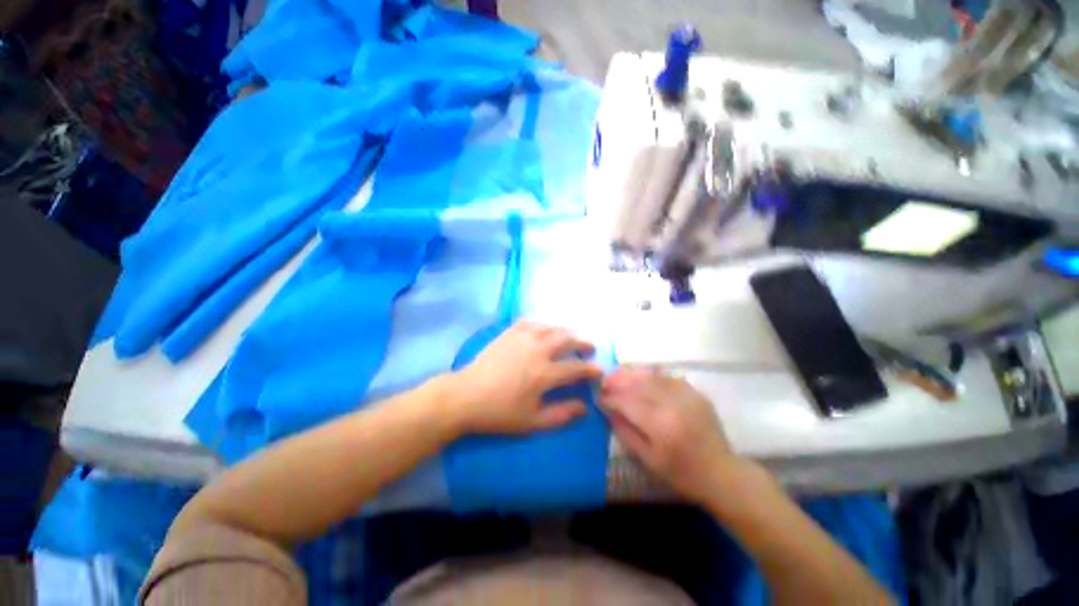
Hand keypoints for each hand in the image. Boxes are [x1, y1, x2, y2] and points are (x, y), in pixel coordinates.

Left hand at [448, 321, 602, 434]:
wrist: (465, 396)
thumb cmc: (499, 412)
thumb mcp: (532, 422)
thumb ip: (561, 414)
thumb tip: (585, 407)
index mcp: (544, 373)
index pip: (575, 368)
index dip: (591, 369)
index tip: (599, 370)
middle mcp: (537, 350)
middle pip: (567, 340)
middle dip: (582, 342)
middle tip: (589, 347)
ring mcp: (522, 338)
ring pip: (551, 328)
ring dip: (565, 331)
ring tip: (570, 337)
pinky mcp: (509, 333)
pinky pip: (530, 322)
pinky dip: (541, 325)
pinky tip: (543, 330)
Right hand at [600, 367, 754, 504]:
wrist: (721, 473)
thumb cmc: (681, 473)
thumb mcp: (647, 459)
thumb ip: (625, 431)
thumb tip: (608, 410)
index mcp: (660, 425)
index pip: (627, 402)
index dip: (610, 398)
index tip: (598, 397)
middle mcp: (673, 404)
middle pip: (638, 385)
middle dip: (618, 381)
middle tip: (604, 381)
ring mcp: (687, 396)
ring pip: (653, 377)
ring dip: (633, 375)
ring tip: (618, 374)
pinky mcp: (696, 393)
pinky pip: (669, 378)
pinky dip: (653, 376)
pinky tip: (643, 378)